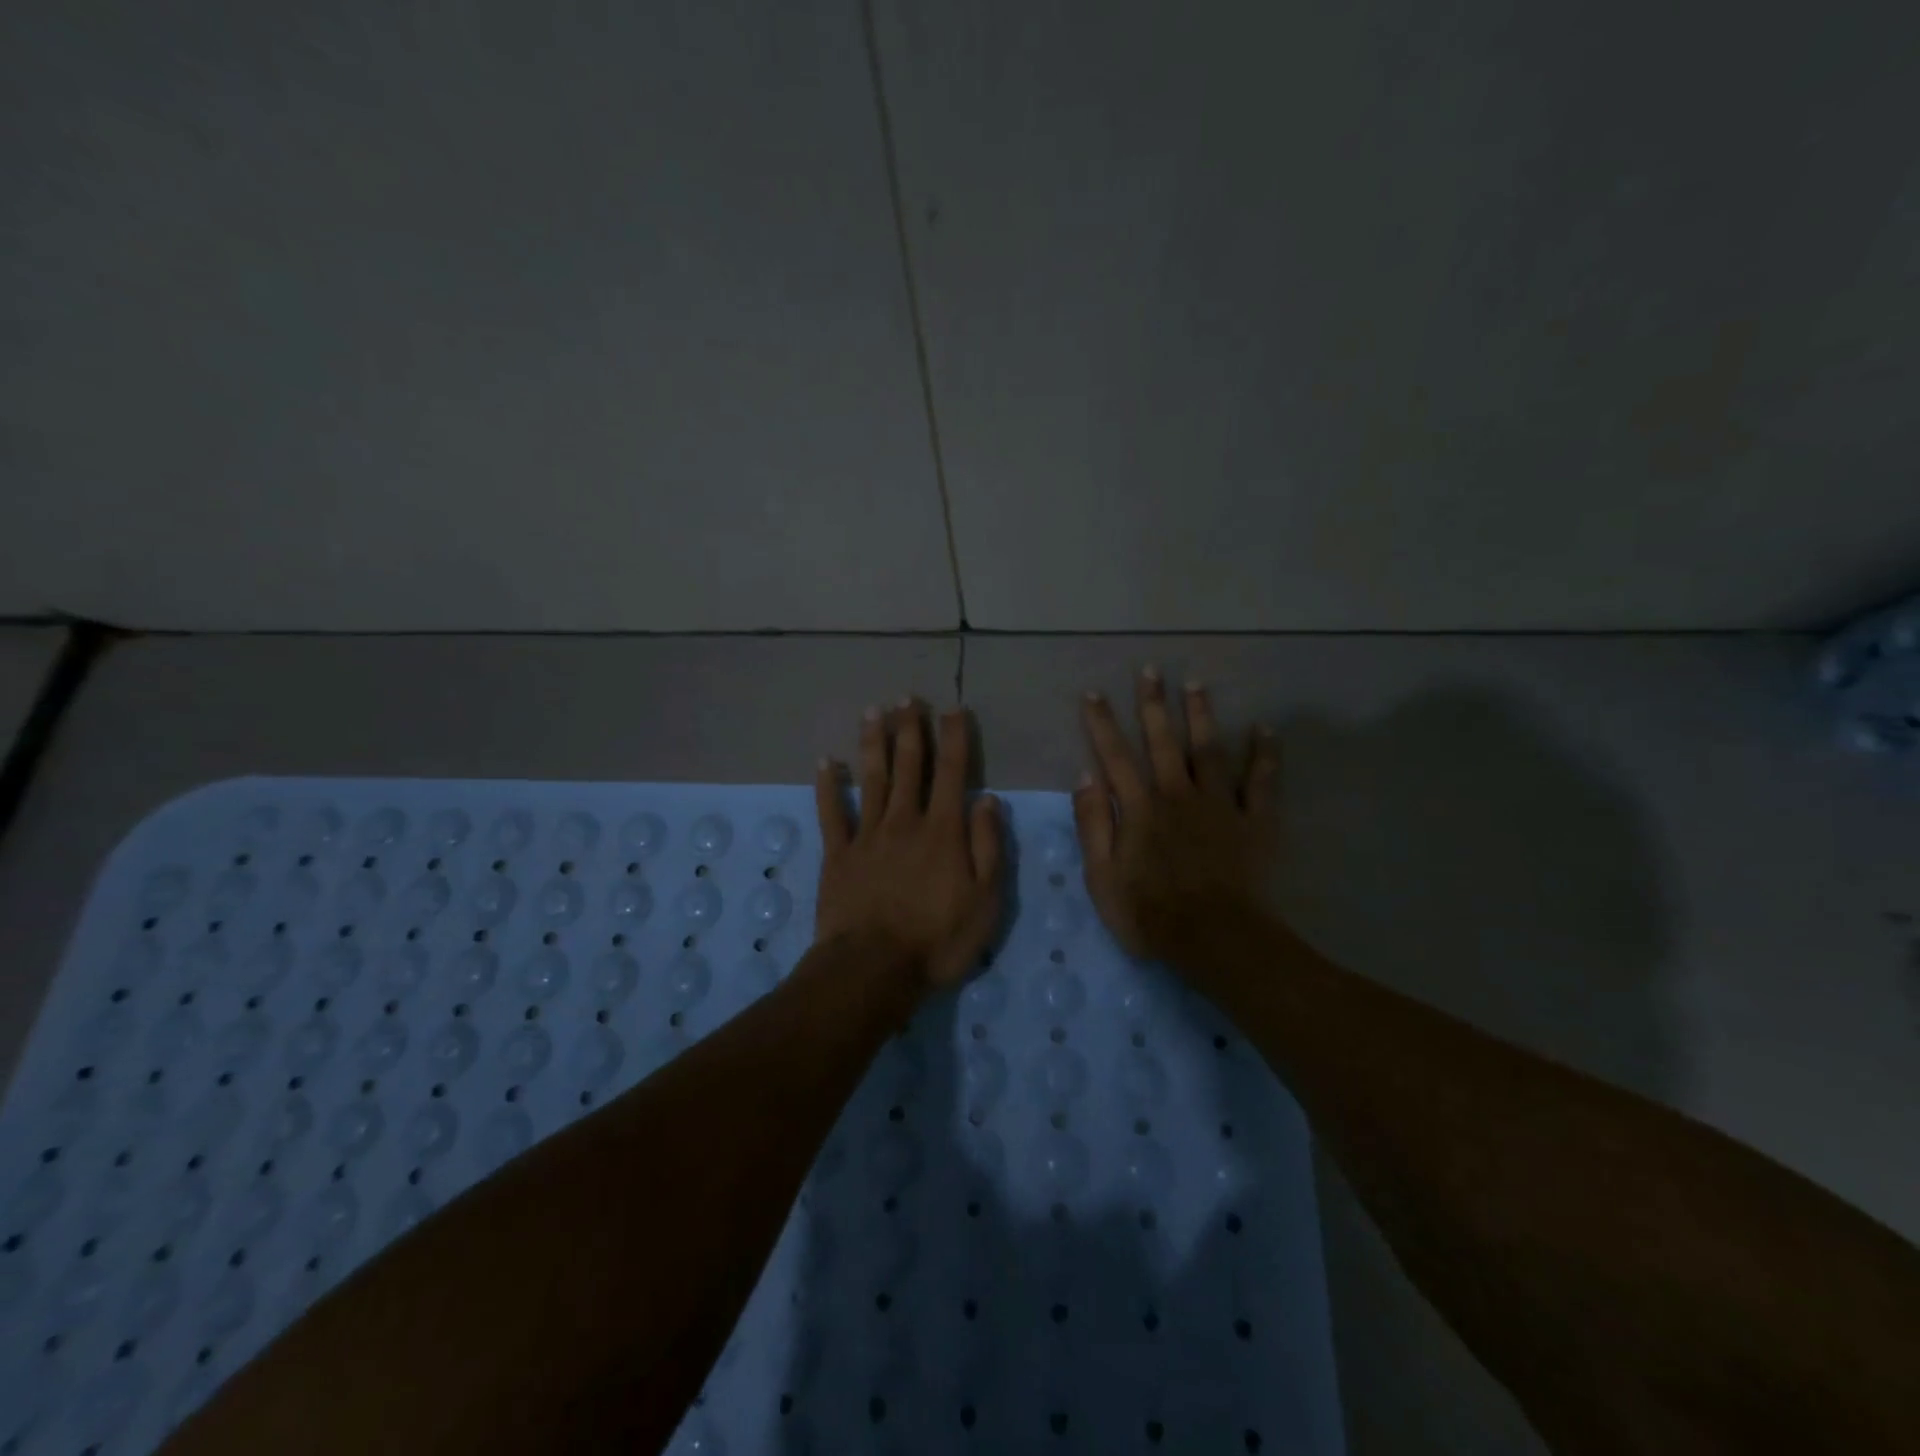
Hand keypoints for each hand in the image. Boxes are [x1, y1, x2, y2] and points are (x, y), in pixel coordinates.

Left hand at [813, 702, 1004, 989]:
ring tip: (874, 711)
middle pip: (908, 766)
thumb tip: (988, 800)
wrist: (873, 969)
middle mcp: (905, 822)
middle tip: (908, 698)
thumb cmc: (938, 940)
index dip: (954, 739)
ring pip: (871, 779)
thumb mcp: (985, 900)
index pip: (952, 773)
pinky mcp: (838, 855)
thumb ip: (988, 847)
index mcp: (943, 831)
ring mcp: (867, 836)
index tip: (954, 710)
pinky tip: (826, 762)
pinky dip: (828, 786)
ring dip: (874, 743)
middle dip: (911, 729)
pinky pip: (832, 813)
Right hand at [1074, 668, 1280, 961]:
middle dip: (1154, 705)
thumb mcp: (1102, 877)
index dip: (1102, 724)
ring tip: (1196, 683)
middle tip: (1151, 670)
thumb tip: (1085, 777)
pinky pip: (1261, 782)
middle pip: (1163, 742)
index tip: (1093, 693)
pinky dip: (1264, 755)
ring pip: (1208, 750)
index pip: (1115, 757)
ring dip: (1201, 716)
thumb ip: (1092, 825)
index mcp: (1140, 808)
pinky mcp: (1254, 822)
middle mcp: (1178, 795)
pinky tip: (1265, 729)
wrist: (1215, 939)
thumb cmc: (1150, 914)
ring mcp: (1219, 805)